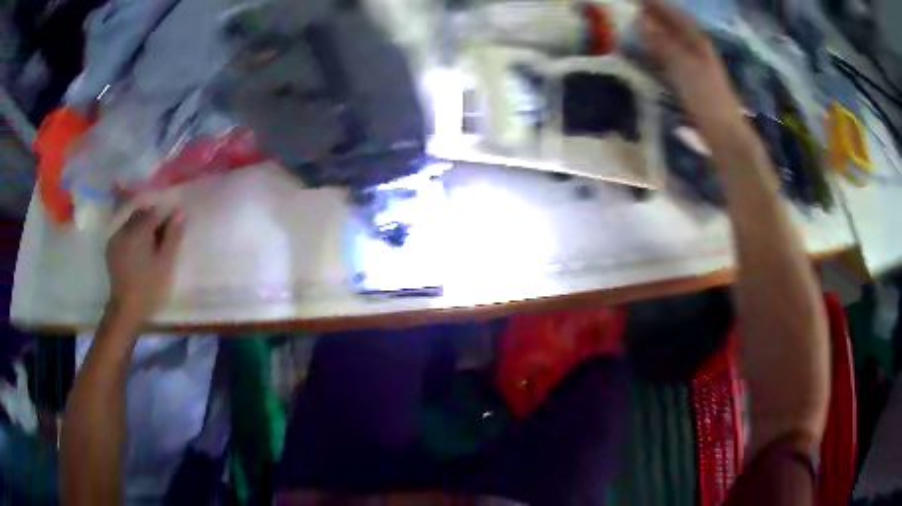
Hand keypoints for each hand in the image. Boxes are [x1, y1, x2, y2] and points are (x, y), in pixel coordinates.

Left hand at [105, 208, 183, 326]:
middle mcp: (124, 229)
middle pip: (141, 214)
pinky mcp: (111, 248)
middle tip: (161, 238)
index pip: (154, 211)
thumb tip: (180, 212)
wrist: (125, 310)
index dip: (165, 217)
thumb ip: (173, 236)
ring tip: (149, 246)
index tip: (172, 229)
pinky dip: (131, 236)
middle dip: (151, 220)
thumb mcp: (166, 263)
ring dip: (141, 228)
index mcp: (138, 230)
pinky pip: (123, 233)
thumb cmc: (149, 288)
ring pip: (131, 222)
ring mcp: (115, 238)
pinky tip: (137, 252)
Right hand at [640, 0, 744, 137]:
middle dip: (654, 14)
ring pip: (672, 39)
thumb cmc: (706, 97)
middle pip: (674, 24)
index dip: (656, 4)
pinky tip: (649, 52)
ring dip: (656, 31)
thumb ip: (662, 42)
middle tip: (632, 9)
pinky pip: (672, 56)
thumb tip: (641, 21)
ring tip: (635, 25)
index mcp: (697, 40)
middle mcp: (697, 47)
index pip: (674, 13)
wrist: (724, 132)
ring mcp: (696, 64)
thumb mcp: (682, 66)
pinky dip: (659, 49)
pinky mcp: (693, 80)